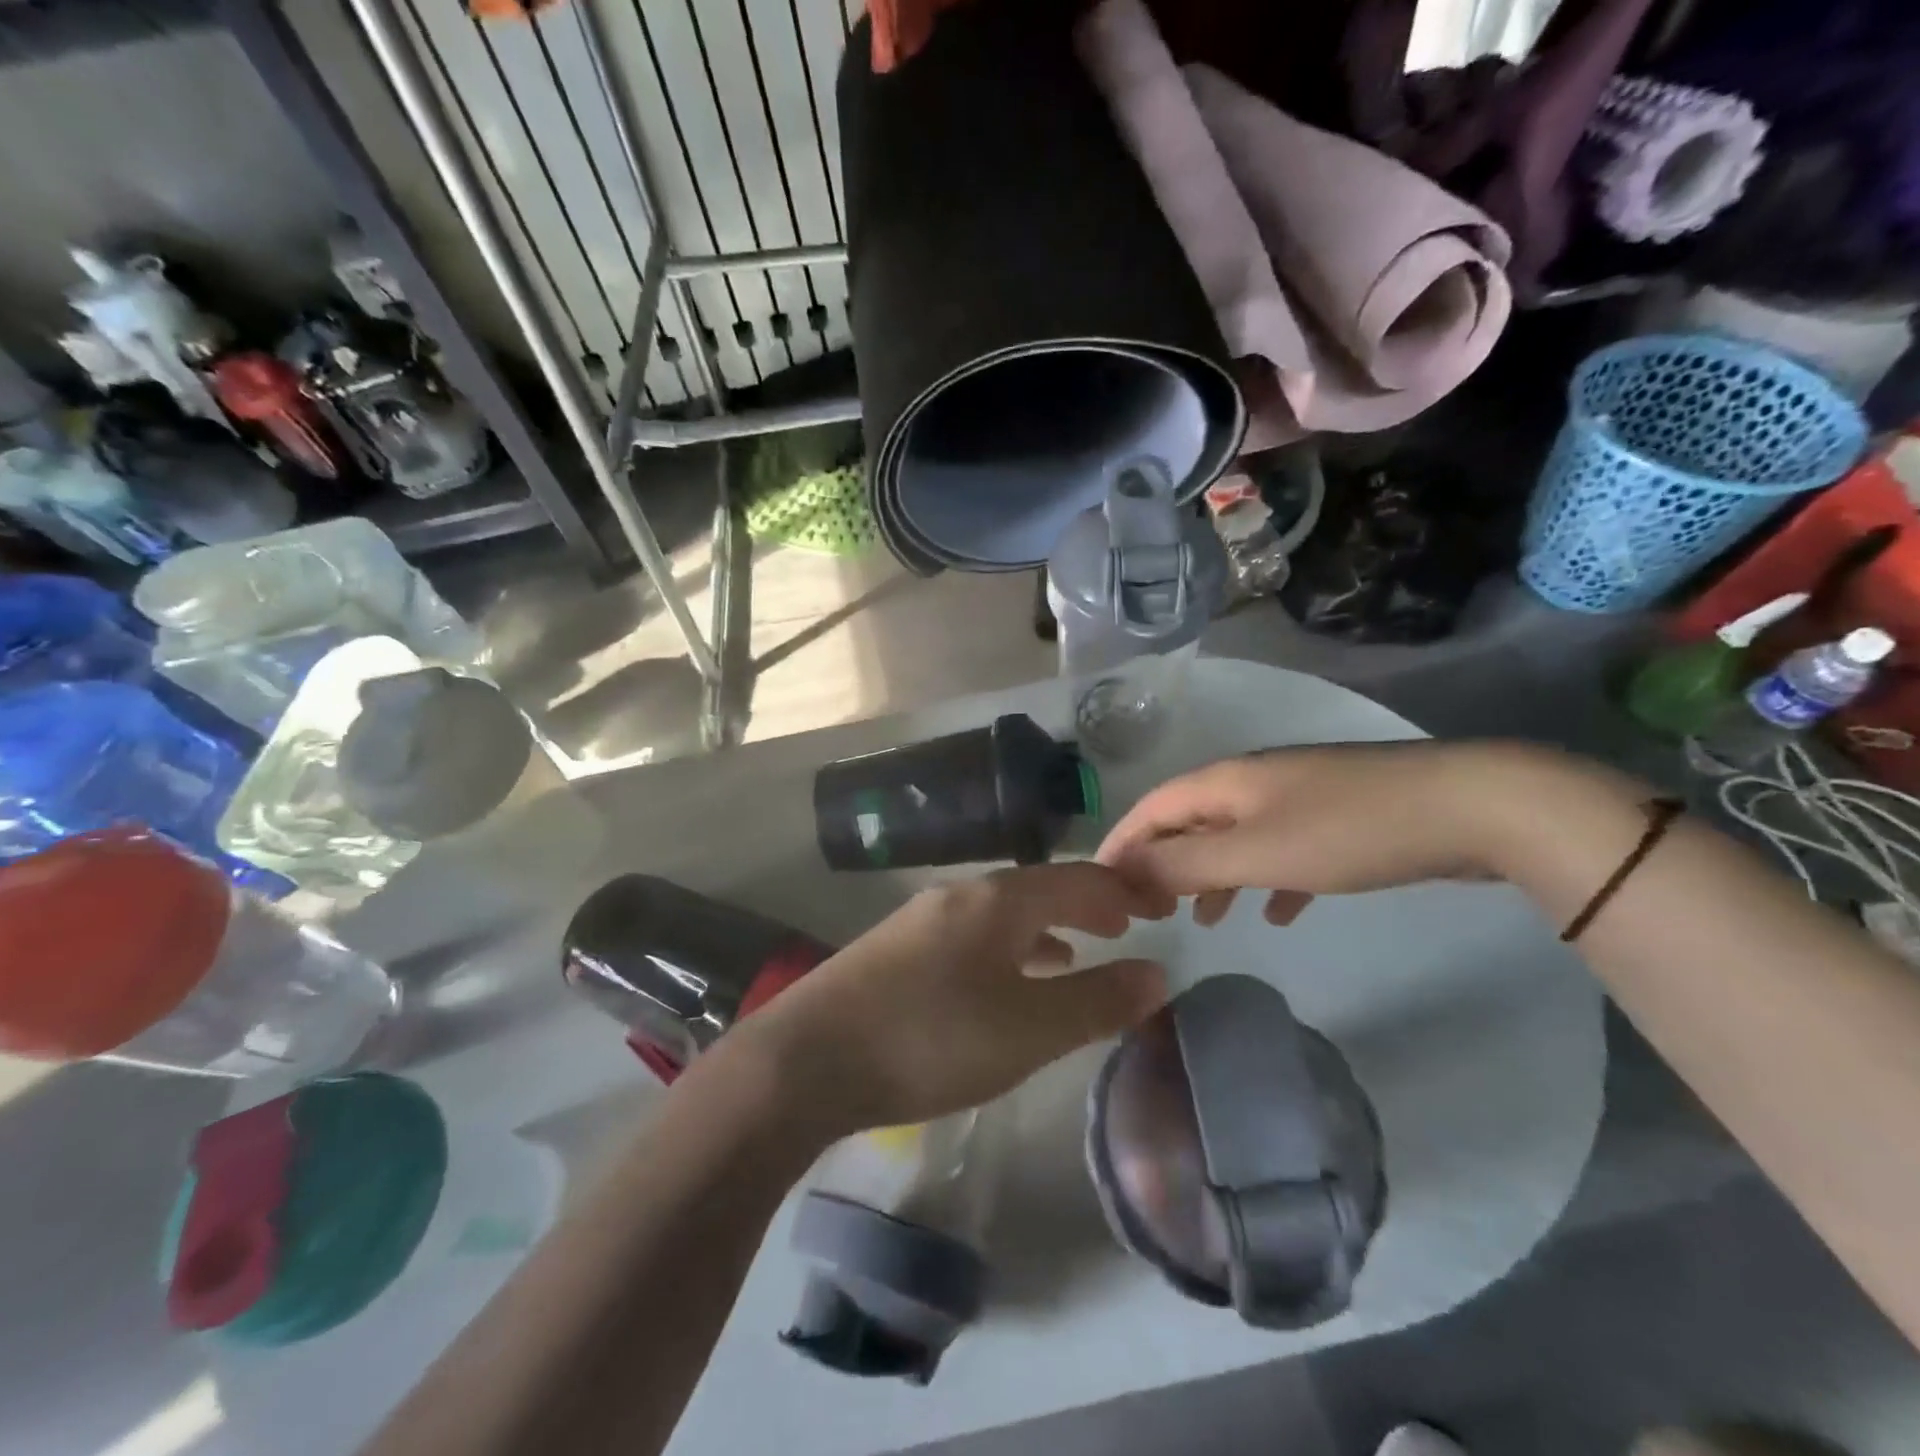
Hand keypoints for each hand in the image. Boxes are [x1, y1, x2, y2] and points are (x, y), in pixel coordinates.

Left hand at [738, 863, 1169, 1135]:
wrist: (806, 1059)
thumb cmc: (930, 1038)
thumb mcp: (1027, 1029)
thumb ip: (1096, 1002)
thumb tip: (1158, 974)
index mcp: (996, 900)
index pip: (1075, 878)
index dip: (1121, 890)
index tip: (1157, 906)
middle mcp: (959, 896)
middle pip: (1037, 889)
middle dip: (1084, 905)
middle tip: (1124, 925)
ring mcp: (921, 920)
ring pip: (1002, 914)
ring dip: (1045, 928)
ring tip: (1077, 952)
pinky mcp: (896, 951)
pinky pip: (972, 936)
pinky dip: (1006, 949)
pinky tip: (1005, 981)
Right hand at [1095, 741, 1526, 926]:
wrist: (1470, 806)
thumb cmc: (1349, 830)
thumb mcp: (1256, 852)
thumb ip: (1185, 864)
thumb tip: (1124, 872)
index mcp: (1226, 781)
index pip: (1152, 807)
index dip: (1121, 843)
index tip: (1099, 886)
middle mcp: (1254, 782)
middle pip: (1190, 821)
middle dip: (1165, 863)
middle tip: (1150, 909)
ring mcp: (1299, 797)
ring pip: (1236, 838)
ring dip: (1214, 877)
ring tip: (1207, 921)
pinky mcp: (1338, 818)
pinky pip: (1284, 850)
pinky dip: (1268, 880)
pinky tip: (1278, 912)